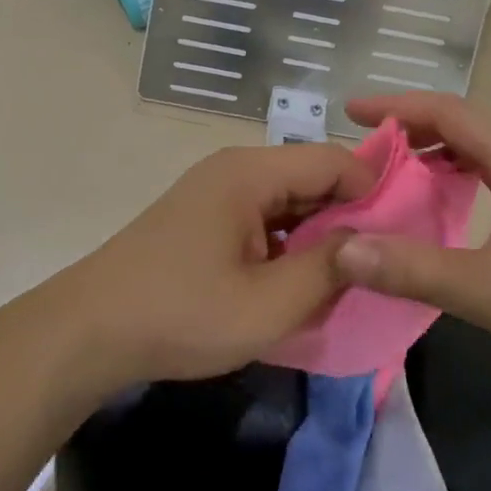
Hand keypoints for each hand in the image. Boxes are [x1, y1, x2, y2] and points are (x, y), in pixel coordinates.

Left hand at [56, 143, 377, 387]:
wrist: (89, 331)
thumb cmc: (181, 313)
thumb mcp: (266, 304)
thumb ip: (328, 270)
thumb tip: (372, 242)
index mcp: (251, 172)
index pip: (333, 160)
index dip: (373, 192)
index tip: (400, 237)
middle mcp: (235, 169)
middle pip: (310, 176)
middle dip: (348, 217)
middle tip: (379, 263)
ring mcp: (216, 192)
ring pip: (288, 200)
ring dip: (317, 234)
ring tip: (346, 277)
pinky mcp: (205, 218)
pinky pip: (263, 219)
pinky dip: (288, 244)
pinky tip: (299, 281)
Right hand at [334, 93, 490, 388]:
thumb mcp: (488, 289)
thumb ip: (414, 269)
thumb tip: (344, 251)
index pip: (450, 113)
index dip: (397, 106)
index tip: (351, 112)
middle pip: (463, 125)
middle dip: (411, 128)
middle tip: (366, 147)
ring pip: (479, 150)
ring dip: (434, 152)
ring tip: (394, 172)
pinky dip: (455, 178)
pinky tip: (441, 205)